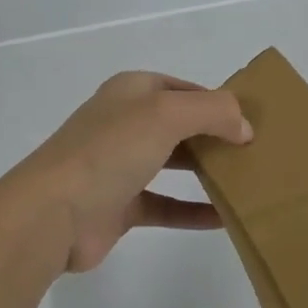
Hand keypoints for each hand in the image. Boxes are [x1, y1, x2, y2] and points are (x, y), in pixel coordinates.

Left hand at [9, 72, 252, 273]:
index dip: (217, 101)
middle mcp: (124, 124)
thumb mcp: (166, 114)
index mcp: (130, 92)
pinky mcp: (120, 206)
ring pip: (173, 163)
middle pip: (180, 125)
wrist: (52, 214)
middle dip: (215, 135)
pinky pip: (166, 205)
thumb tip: (244, 128)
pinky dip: (192, 211)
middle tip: (255, 152)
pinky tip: (225, 219)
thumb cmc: (109, 151)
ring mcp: (120, 166)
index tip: (252, 121)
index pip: (183, 89)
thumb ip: (213, 112)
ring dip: (207, 171)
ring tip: (247, 181)